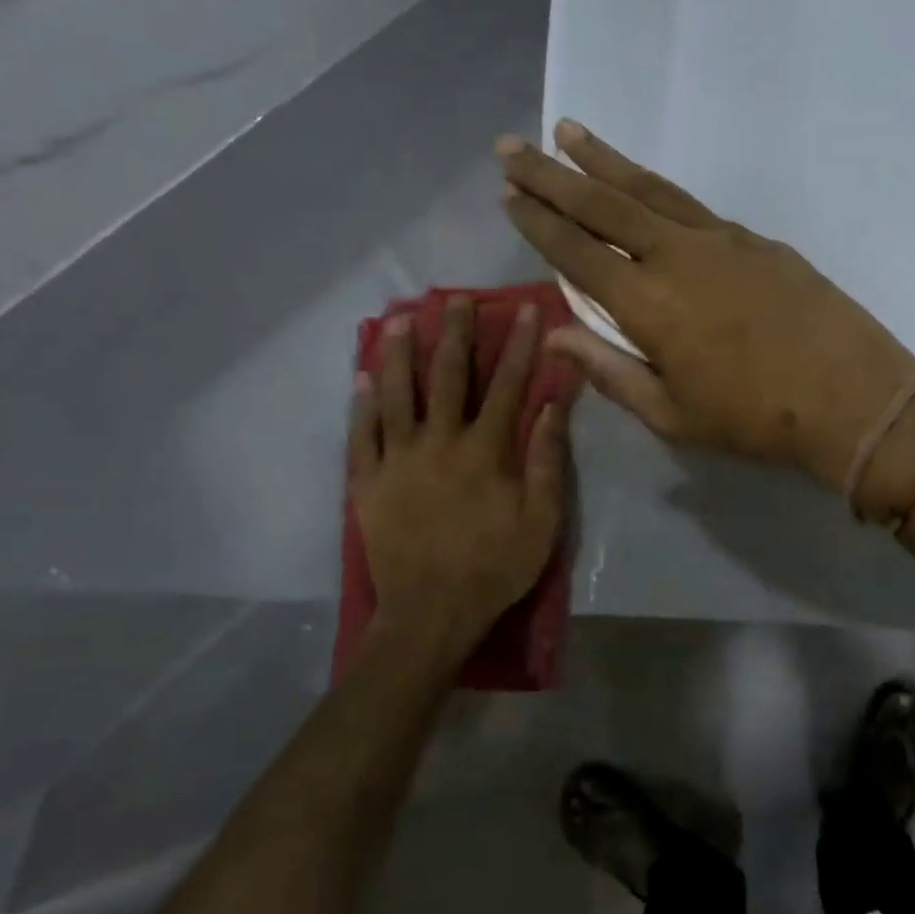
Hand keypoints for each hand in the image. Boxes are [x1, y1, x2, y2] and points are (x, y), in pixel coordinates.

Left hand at [350, 298, 569, 673]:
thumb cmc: (495, 567)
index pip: (507, 385)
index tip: (525, 310)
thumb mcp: (542, 519)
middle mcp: (439, 442)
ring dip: (400, 354)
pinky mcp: (368, 482)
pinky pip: (361, 435)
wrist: (431, 614)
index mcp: (484, 450)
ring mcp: (397, 460)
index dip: (519, 345)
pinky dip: (360, 405)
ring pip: (396, 395)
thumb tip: (554, 403)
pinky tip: (361, 378)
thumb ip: (547, 458)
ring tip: (401, 320)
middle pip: (447, 376)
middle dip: (454, 333)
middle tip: (455, 299)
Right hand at [497, 120, 914, 488]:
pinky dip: (657, 189)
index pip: (578, 253)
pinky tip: (644, 186)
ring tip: (569, 132)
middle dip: (552, 174)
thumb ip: (610, 371)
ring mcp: (722, 240)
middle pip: (604, 204)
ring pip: (650, 189)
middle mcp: (678, 256)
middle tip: (512, 145)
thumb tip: (556, 336)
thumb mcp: (672, 415)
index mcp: (650, 305)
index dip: (539, 223)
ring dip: (604, 160)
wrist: (854, 399)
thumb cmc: (755, 421)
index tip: (508, 194)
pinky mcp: (757, 239)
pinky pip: (693, 206)